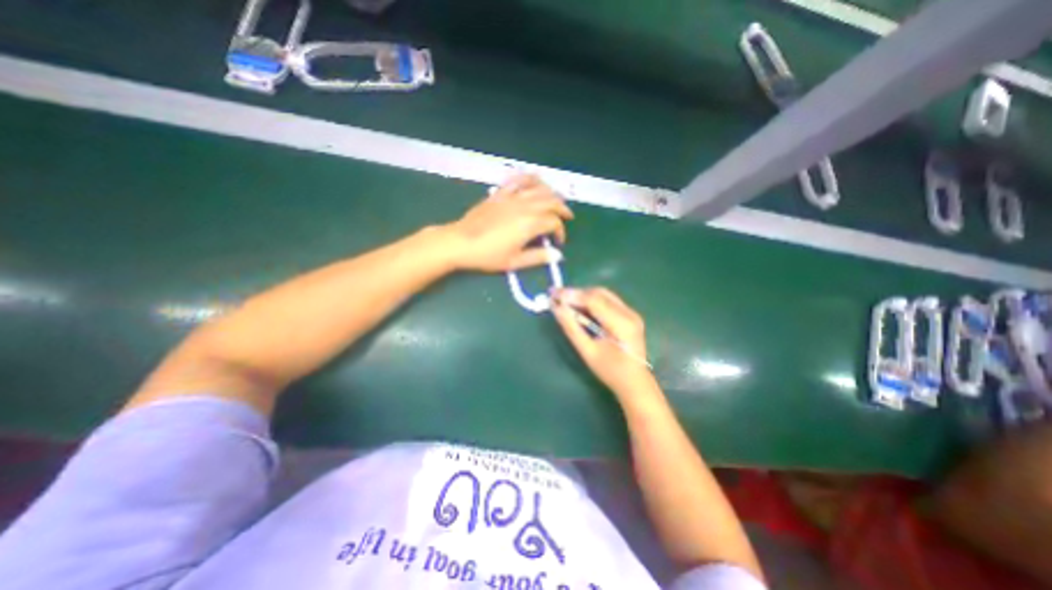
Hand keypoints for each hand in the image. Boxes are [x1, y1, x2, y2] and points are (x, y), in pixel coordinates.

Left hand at [446, 172, 574, 271]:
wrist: (460, 242)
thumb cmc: (488, 255)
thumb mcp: (514, 262)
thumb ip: (538, 257)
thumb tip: (558, 256)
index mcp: (530, 223)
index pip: (554, 222)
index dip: (560, 232)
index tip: (557, 242)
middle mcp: (524, 206)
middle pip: (551, 201)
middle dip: (562, 209)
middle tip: (566, 217)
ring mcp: (512, 197)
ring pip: (538, 187)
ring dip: (551, 192)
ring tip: (555, 199)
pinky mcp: (500, 193)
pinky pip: (518, 179)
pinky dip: (530, 178)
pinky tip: (535, 180)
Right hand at [551, 286, 654, 398]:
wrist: (635, 383)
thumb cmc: (610, 371)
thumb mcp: (587, 351)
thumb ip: (572, 328)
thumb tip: (557, 308)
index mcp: (621, 324)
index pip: (593, 300)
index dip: (571, 295)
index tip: (553, 294)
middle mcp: (629, 313)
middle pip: (599, 293)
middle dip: (576, 293)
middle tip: (557, 297)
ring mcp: (631, 313)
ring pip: (603, 295)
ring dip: (583, 296)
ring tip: (565, 302)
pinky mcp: (629, 315)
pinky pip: (608, 301)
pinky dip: (591, 301)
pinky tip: (580, 308)